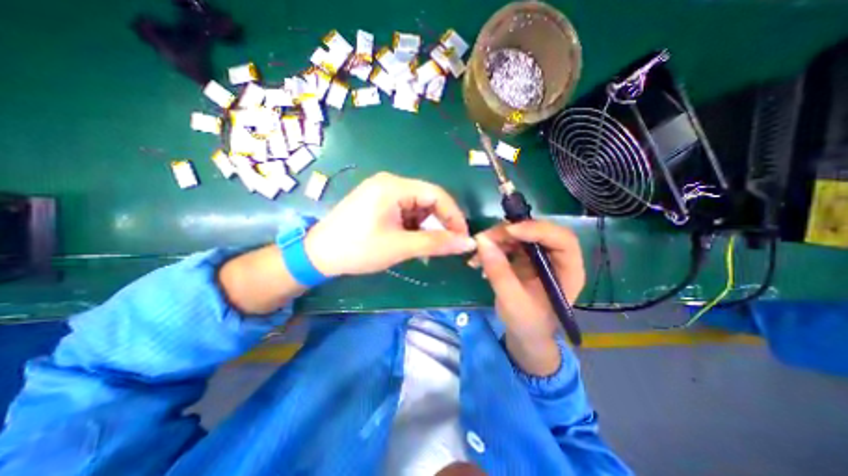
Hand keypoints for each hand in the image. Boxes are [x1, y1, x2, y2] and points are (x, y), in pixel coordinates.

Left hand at [305, 173, 476, 276]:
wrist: (318, 255)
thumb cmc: (358, 249)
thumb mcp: (400, 247)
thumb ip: (436, 243)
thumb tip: (468, 243)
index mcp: (394, 186)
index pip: (437, 194)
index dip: (454, 216)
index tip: (462, 238)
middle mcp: (390, 182)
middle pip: (427, 199)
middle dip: (439, 223)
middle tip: (446, 245)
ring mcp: (382, 191)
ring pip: (417, 206)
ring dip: (426, 226)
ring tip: (426, 247)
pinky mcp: (378, 202)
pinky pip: (405, 210)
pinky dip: (413, 225)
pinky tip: (411, 240)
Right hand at [470, 222, 583, 372]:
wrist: (525, 334)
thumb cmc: (527, 323)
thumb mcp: (512, 301)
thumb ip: (498, 272)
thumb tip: (482, 241)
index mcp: (568, 270)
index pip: (561, 239)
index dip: (536, 230)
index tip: (508, 232)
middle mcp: (556, 257)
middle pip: (537, 231)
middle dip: (508, 233)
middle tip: (484, 240)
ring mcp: (539, 255)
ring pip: (519, 234)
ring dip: (495, 240)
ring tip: (476, 255)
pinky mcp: (524, 257)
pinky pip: (508, 243)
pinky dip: (491, 247)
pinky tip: (478, 261)